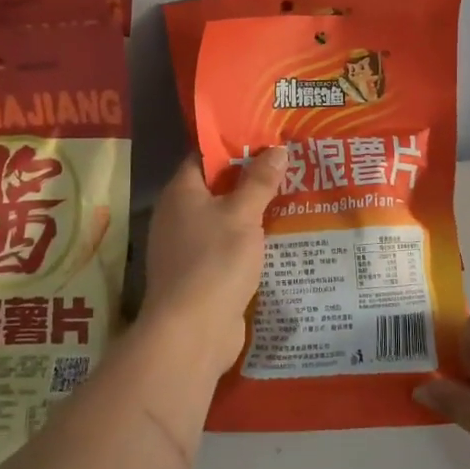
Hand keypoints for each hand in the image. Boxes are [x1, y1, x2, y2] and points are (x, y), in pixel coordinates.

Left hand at [141, 150, 284, 376]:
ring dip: (252, 212)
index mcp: (181, 192)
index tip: (267, 138)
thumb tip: (277, 149)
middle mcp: (178, 216)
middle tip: (288, 166)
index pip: (204, 156)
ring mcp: (187, 248)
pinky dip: (249, 242)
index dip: (233, 144)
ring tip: (292, 197)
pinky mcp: (201, 275)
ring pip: (224, 220)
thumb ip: (260, 181)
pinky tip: (278, 239)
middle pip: (216, 187)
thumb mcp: (243, 215)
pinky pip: (227, 248)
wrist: (193, 330)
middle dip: (250, 178)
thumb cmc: (215, 260)